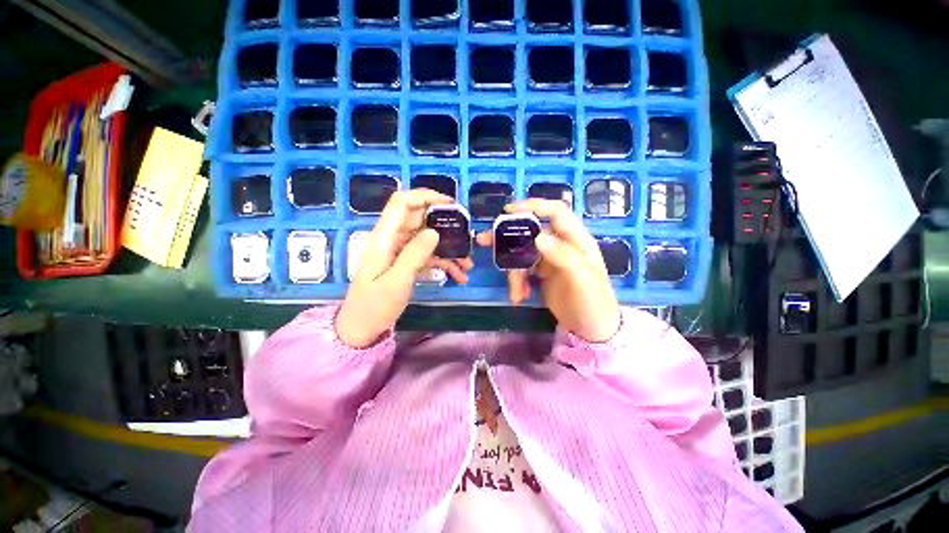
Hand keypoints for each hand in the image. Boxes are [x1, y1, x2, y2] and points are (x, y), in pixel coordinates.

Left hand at [337, 190, 472, 347]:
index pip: (402, 203)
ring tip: (467, 265)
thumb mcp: (396, 281)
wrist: (361, 329)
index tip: (450, 205)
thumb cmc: (374, 306)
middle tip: (466, 237)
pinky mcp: (406, 264)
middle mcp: (392, 240)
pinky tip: (458, 276)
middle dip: (445, 227)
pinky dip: (444, 264)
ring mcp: (400, 252)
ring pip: (428, 240)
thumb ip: (414, 254)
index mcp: (384, 238)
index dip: (425, 197)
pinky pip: (428, 256)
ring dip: (449, 250)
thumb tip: (434, 232)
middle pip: (420, 220)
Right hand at [476, 199, 620, 342]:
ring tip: (515, 293)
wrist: (592, 330)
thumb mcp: (582, 279)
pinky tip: (519, 296)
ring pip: (523, 253)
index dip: (533, 206)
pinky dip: (517, 282)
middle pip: (531, 232)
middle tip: (485, 241)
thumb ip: (563, 256)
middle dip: (508, 238)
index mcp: (576, 239)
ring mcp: (550, 259)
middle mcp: (561, 244)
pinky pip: (523, 270)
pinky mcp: (541, 274)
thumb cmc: (593, 303)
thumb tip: (538, 236)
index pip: (555, 211)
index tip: (508, 211)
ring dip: (513, 271)